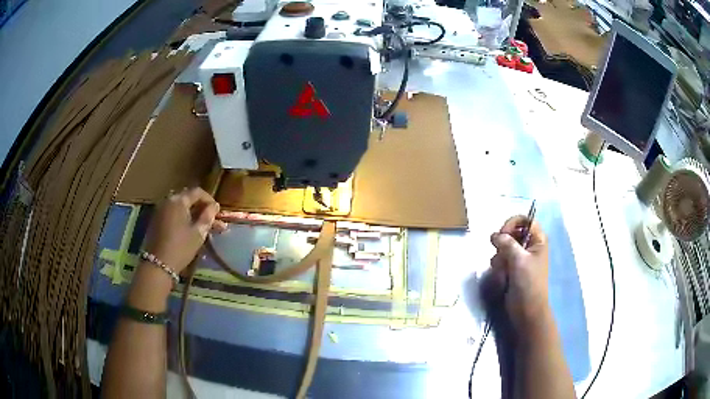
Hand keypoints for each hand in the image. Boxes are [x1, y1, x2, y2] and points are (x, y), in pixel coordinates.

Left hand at [143, 187, 224, 273]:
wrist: (158, 264)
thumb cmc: (181, 247)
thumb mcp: (198, 233)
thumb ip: (207, 217)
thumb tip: (214, 206)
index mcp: (178, 200)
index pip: (197, 192)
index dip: (209, 200)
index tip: (217, 211)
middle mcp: (168, 200)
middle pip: (188, 198)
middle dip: (201, 208)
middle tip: (212, 220)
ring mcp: (160, 210)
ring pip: (180, 207)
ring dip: (192, 214)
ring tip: (203, 226)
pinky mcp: (156, 220)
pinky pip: (173, 213)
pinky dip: (183, 218)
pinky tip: (190, 229)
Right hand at [483, 215, 549, 332]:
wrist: (526, 309)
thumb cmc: (528, 283)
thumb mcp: (519, 260)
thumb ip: (506, 243)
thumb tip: (494, 235)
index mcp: (538, 240)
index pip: (525, 220)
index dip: (512, 223)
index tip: (502, 234)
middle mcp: (529, 246)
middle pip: (512, 232)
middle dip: (503, 244)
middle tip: (502, 254)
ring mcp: (520, 258)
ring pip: (503, 247)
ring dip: (500, 257)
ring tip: (503, 270)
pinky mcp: (511, 269)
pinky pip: (500, 260)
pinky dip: (498, 267)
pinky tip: (502, 276)